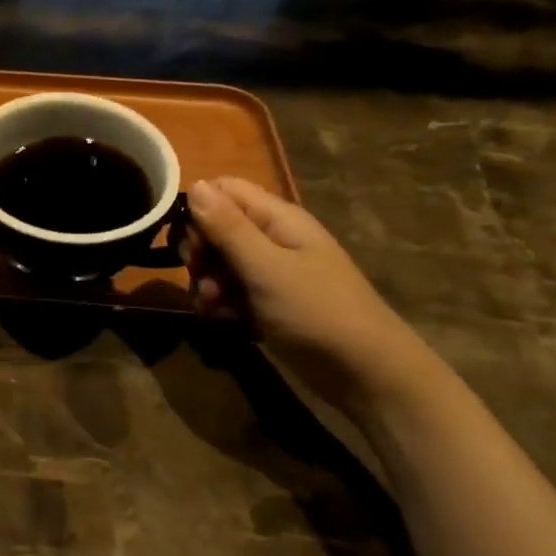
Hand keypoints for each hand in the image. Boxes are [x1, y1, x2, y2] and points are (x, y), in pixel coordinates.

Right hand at [183, 177, 428, 408]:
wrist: (362, 371)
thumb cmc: (316, 311)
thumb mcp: (265, 267)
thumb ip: (227, 227)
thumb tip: (194, 184)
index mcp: (277, 218)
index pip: (223, 190)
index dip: (198, 210)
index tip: (192, 242)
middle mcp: (271, 237)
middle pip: (215, 227)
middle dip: (199, 251)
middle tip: (201, 275)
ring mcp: (268, 271)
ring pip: (217, 261)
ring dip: (205, 281)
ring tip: (212, 305)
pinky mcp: (265, 301)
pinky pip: (228, 290)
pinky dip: (218, 302)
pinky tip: (220, 318)